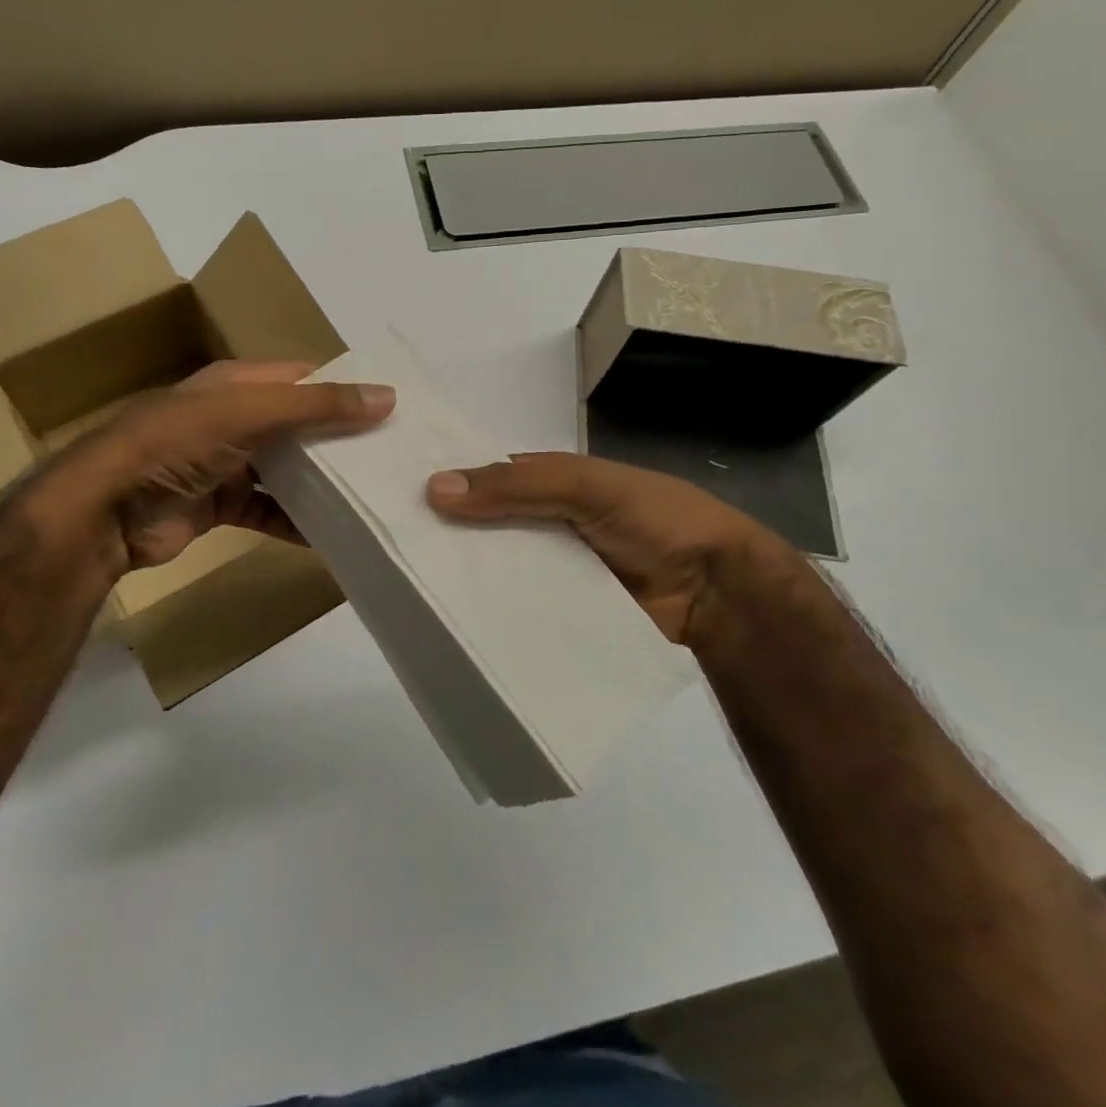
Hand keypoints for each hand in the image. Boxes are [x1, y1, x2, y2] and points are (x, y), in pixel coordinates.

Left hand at [16, 361, 393, 580]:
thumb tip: (386, 396)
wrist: (106, 510)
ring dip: (321, 482)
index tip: (393, 406)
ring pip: (286, 470)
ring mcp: (225, 463)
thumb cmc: (177, 443)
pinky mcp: (219, 505)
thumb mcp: (250, 412)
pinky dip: (295, 522)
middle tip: (394, 455)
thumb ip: (317, 405)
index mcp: (237, 383)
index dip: (345, 387)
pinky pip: (268, 511)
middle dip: (340, 438)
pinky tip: (332, 536)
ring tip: (373, 494)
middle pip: (299, 424)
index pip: (304, 377)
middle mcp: (234, 418)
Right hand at [425, 452, 830, 659]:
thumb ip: (518, 484)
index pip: (485, 479)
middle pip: (484, 529)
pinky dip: (490, 617)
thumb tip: (433, 488)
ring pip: (496, 572)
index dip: (446, 483)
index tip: (391, 497)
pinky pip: (516, 612)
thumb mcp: (586, 485)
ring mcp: (550, 573)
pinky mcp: (559, 615)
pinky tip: (450, 627)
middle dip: (445, 537)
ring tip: (405, 594)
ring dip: (463, 580)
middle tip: (388, 553)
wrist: (717, 589)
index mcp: (548, 483)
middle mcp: (542, 525)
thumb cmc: (654, 517)